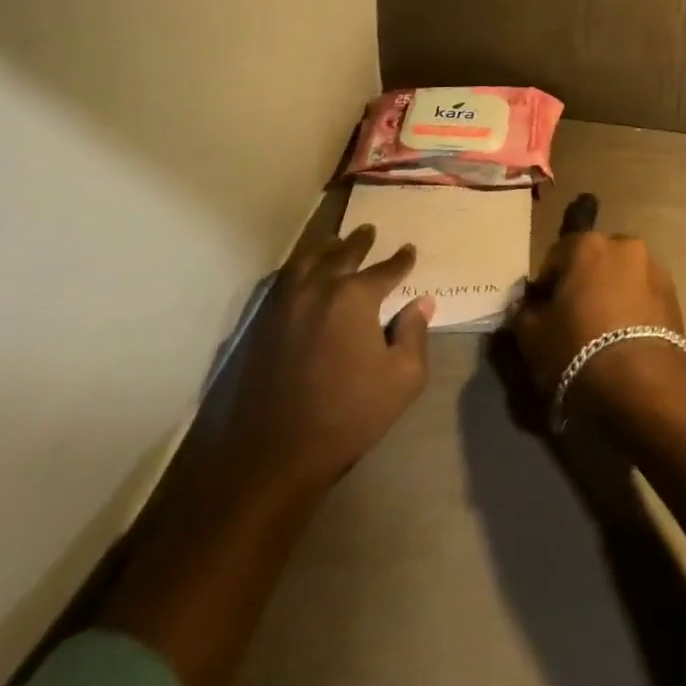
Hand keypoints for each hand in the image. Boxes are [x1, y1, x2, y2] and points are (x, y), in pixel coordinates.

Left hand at [209, 226, 433, 510]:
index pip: (385, 269)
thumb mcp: (403, 378)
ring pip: (307, 261)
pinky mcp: (263, 324)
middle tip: (368, 230)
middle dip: (359, 242)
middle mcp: (319, 289)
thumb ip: (414, 333)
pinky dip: (299, 269)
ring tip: (333, 242)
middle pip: (342, 254)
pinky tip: (303, 274)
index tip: (409, 250)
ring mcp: (286, 304)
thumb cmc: (349, 414)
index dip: (401, 260)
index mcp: (355, 297)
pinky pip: (284, 282)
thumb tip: (421, 302)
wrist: (276, 454)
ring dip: (324, 248)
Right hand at [509, 230, 685, 555]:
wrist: (643, 383)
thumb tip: (529, 305)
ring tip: (603, 334)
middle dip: (583, 285)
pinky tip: (624, 340)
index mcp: (587, 243)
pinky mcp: (674, 294)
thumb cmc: (578, 350)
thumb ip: (525, 311)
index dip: (547, 287)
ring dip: (610, 295)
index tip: (544, 315)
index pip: (555, 258)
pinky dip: (632, 310)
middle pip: (593, 263)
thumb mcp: (532, 336)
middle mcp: (624, 244)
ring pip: (620, 278)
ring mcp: (653, 267)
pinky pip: (642, 296)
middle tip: (574, 322)